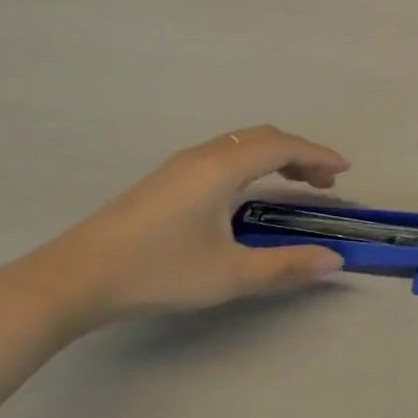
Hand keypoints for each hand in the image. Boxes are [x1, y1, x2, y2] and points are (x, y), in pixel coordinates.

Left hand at [0, 125, 349, 333]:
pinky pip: (223, 154)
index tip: (345, 171)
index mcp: (222, 168)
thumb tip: (334, 260)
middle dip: (300, 153)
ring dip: (274, 156)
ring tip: (295, 183)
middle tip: (324, 181)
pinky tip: (248, 193)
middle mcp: (203, 156)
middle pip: (262, 138)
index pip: (282, 146)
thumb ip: (285, 266)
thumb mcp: (229, 274)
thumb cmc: (157, 271)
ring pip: (240, 144)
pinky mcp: (164, 180)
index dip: (318, 154)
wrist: (72, 279)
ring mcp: (179, 165)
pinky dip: (251, 163)